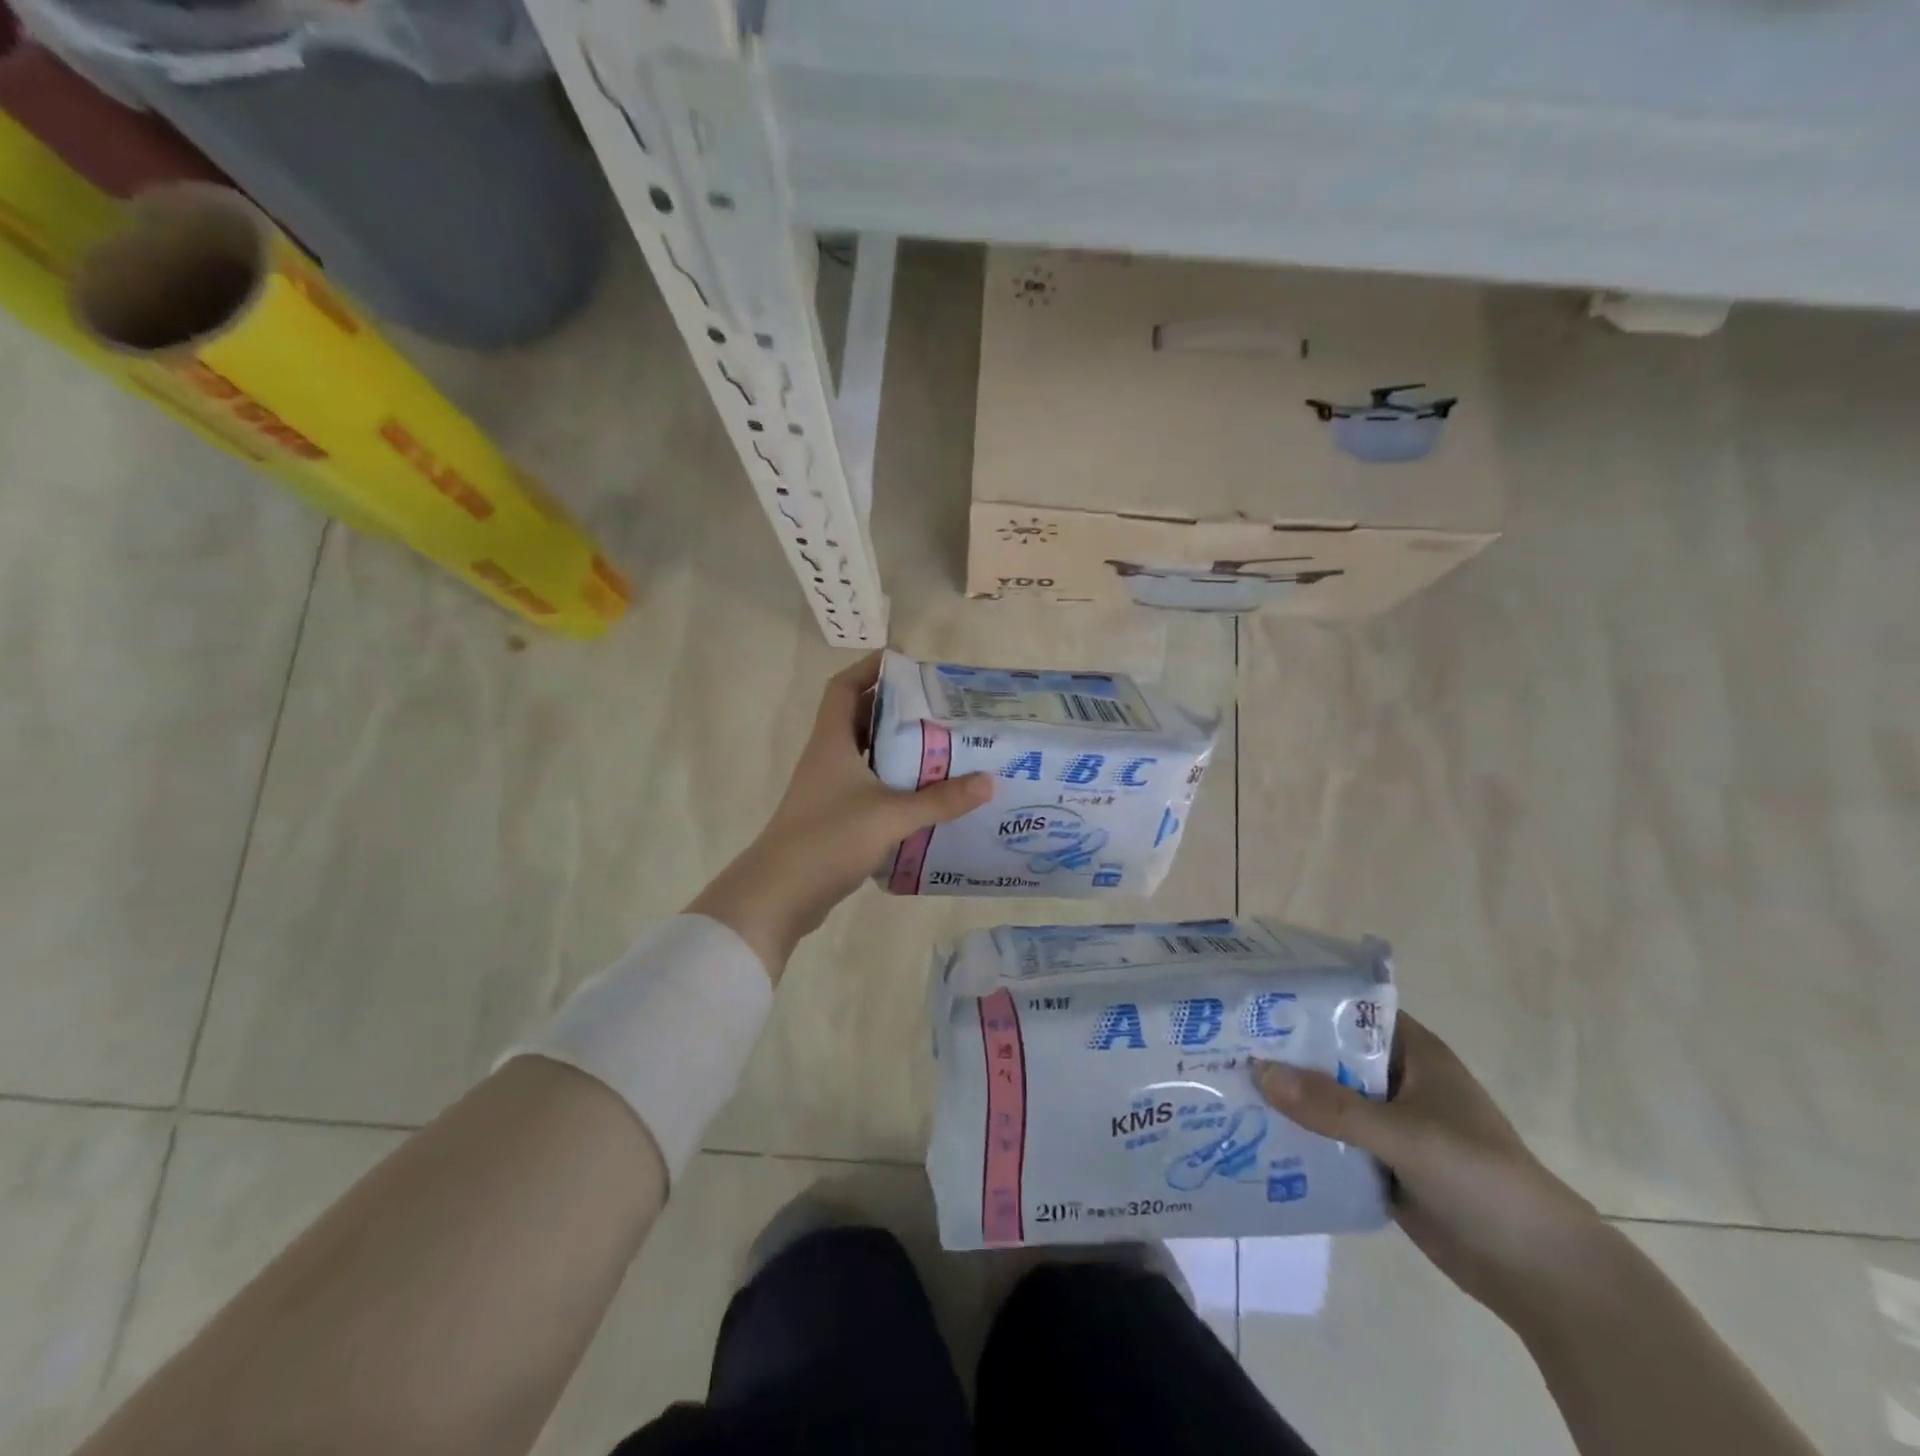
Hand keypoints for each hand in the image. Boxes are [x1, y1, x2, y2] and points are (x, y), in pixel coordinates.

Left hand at [686, 652, 991, 977]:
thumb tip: (988, 782)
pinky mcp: (832, 818)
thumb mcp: (891, 815)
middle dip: (894, 710)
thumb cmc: (830, 838)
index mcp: (832, 742)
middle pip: (858, 719)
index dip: (869, 668)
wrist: (779, 894)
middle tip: (937, 708)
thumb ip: (940, 800)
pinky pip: (866, 787)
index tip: (903, 661)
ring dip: (895, 749)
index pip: (844, 688)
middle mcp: (827, 758)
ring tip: (939, 747)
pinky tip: (921, 795)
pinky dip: (891, 784)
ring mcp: (827, 790)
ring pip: (864, 756)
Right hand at [1251, 1014, 1604, 1321]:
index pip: (1348, 1009)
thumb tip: (1259, 1071)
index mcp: (1412, 1053)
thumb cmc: (1482, 1180)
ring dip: (1287, 1096)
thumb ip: (1334, 1107)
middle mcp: (1395, 1080)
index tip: (1250, 998)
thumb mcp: (1406, 1135)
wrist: (1540, 1273)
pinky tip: (1254, 1132)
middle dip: (1283, 1051)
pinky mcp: (1380, 1162)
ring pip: (1325, 1098)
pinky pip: (1329, 1139)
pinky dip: (1299, 1136)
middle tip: (1220, 1043)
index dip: (1303, 1000)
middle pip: (1329, 1054)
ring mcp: (1387, 1123)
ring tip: (1223, 1084)